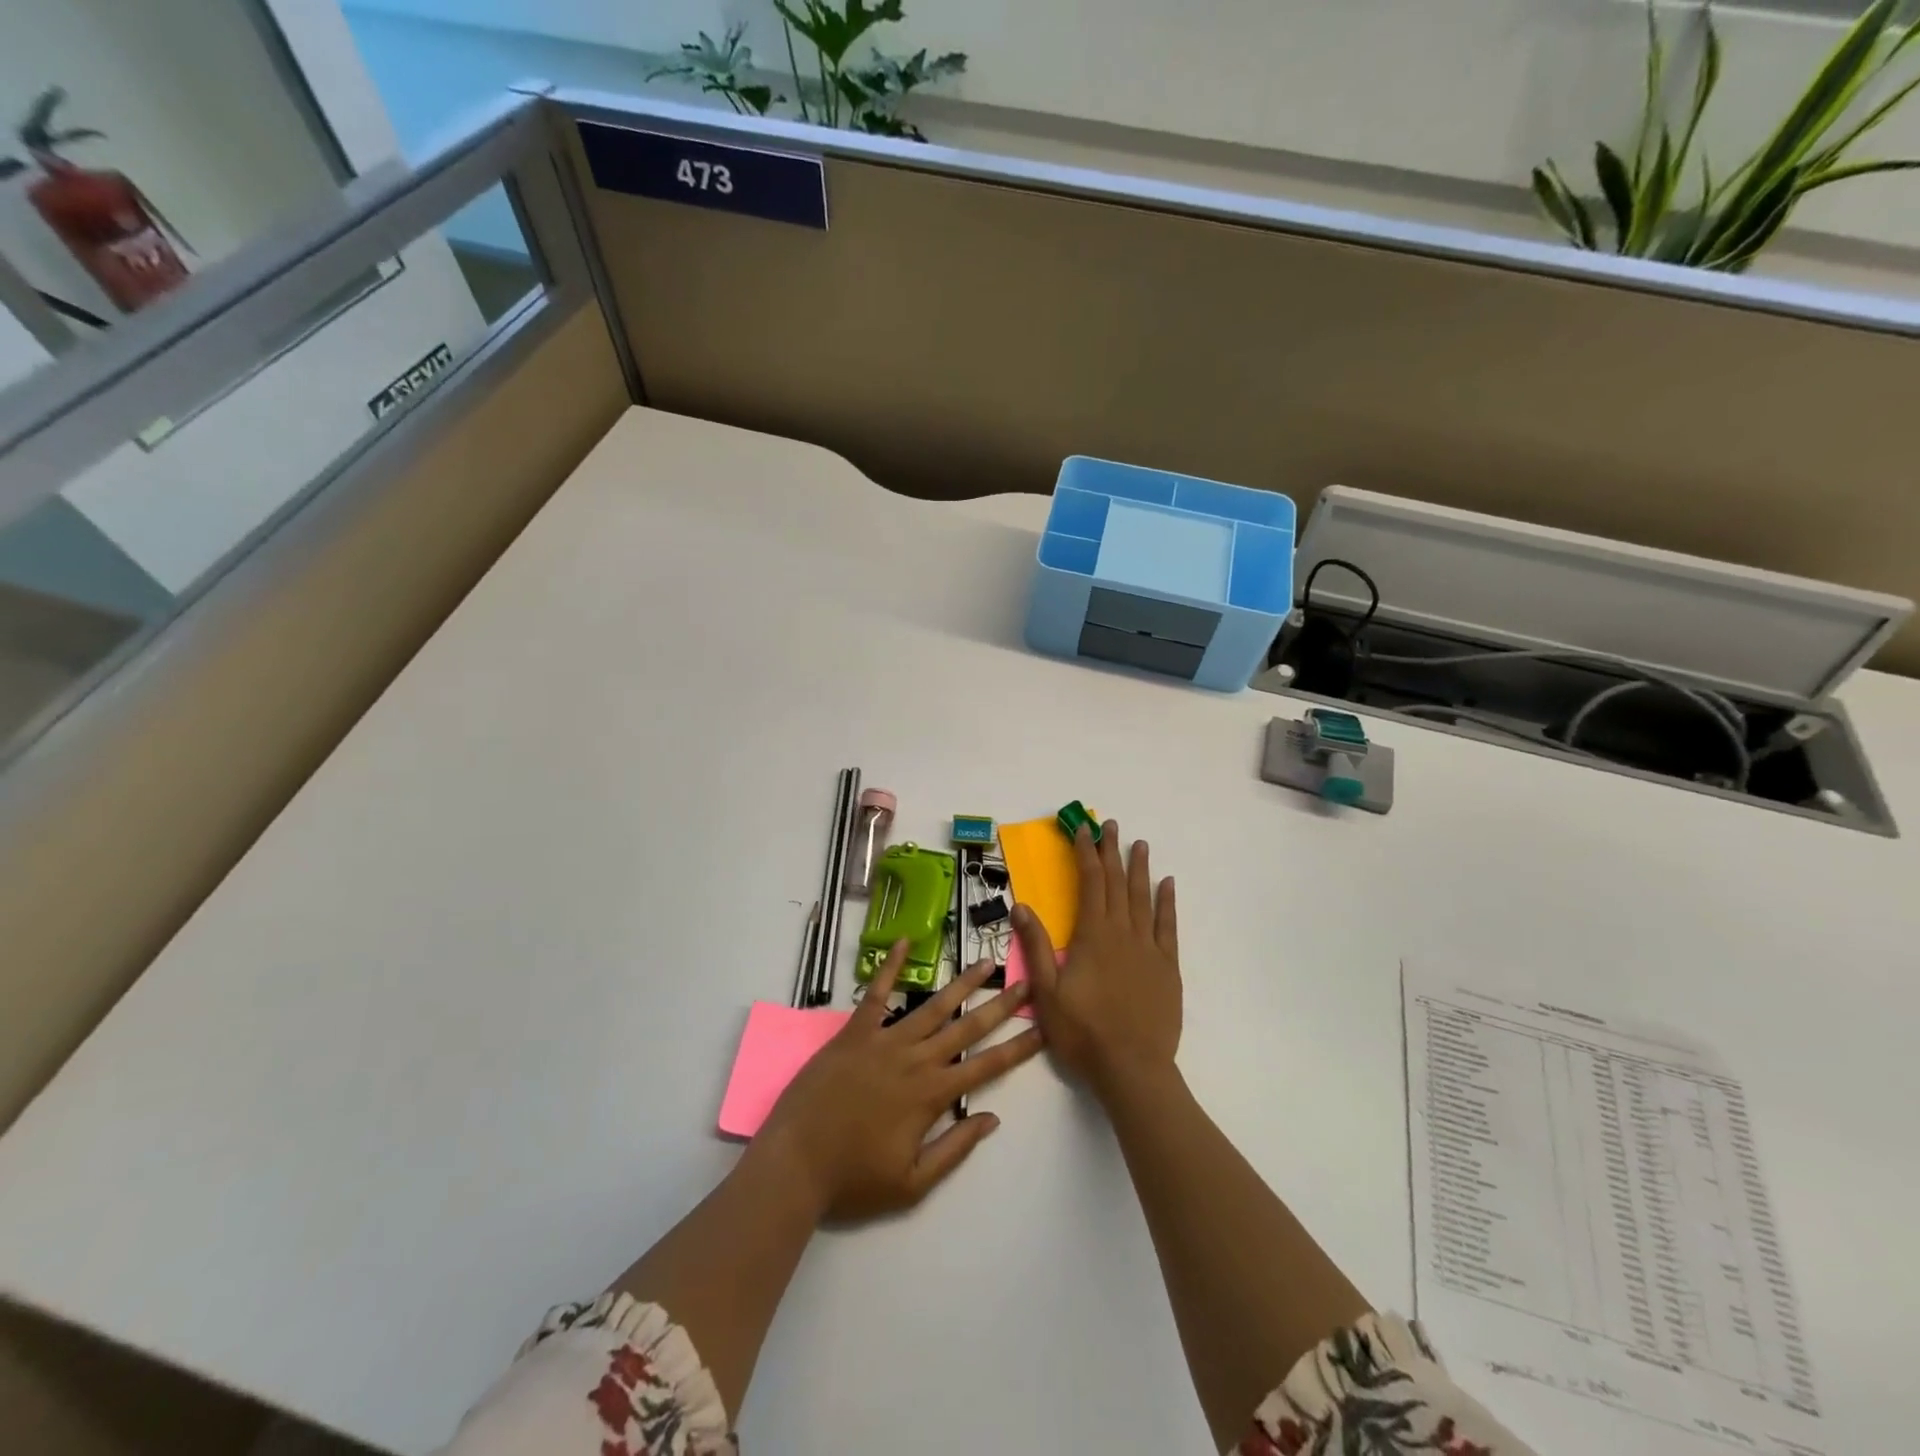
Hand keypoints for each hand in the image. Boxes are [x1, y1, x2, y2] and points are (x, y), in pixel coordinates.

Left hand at [757, 942, 1043, 1222]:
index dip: (1018, 1048)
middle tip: (1025, 983)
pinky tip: (903, 942)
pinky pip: (876, 993)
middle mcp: (914, 1059)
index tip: (1042, 1028)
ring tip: (984, 962)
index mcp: (931, 1095)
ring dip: (961, 983)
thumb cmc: (853, 1179)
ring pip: (931, 1006)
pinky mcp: (854, 1032)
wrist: (795, 1162)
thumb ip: (954, 1149)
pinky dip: (889, 966)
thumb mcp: (912, 1184)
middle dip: (1000, 1006)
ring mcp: (884, 1040)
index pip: (986, 1066)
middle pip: (966, 1026)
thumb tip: (991, 1118)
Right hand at [1011, 820, 1179, 1102]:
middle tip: (1110, 826)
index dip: (1085, 854)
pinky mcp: (1167, 967)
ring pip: (1143, 898)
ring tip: (1139, 844)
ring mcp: (1149, 948)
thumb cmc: (1083, 1032)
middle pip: (1117, 883)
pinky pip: (1168, 926)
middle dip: (1111, 852)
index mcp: (1093, 935)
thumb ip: (1036, 946)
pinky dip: (1167, 902)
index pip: (1090, 883)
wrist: (1132, 1068)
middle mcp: (1123, 932)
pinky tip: (1167, 885)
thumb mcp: (1047, 991)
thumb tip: (1021, 906)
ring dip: (1140, 869)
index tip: (1083, 831)